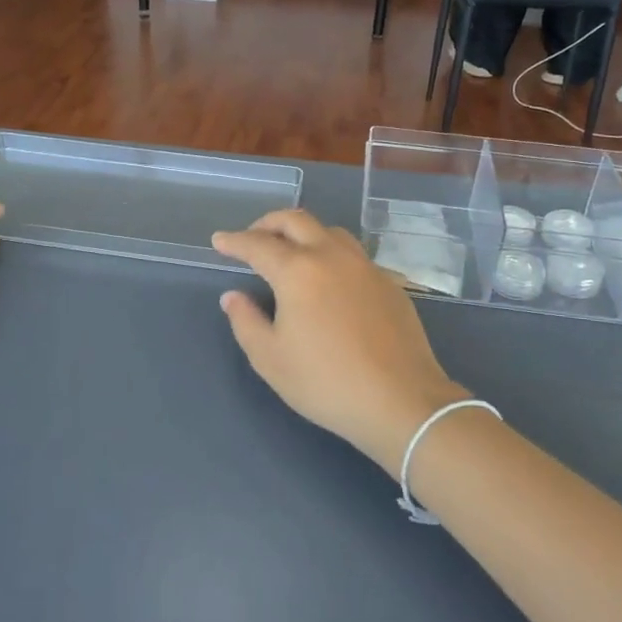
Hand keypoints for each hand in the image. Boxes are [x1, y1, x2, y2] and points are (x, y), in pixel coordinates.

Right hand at [212, 210, 469, 475]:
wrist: (401, 400)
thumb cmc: (326, 382)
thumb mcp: (271, 359)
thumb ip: (246, 321)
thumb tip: (233, 296)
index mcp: (298, 271)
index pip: (258, 245)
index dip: (234, 241)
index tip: (219, 240)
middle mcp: (332, 256)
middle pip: (296, 221)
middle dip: (268, 223)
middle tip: (252, 237)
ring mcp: (365, 266)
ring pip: (329, 231)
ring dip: (303, 233)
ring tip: (290, 252)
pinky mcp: (389, 282)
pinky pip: (353, 254)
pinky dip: (331, 253)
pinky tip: (329, 278)